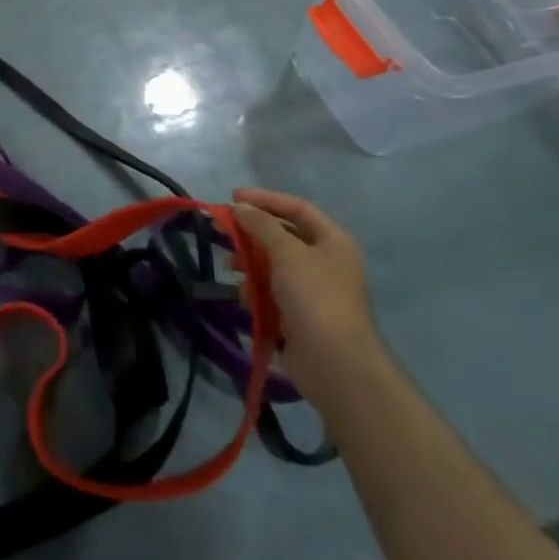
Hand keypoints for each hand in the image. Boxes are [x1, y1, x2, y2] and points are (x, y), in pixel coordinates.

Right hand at [231, 187, 380, 406]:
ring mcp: (313, 290)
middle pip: (283, 236)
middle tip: (224, 232)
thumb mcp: (286, 252)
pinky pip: (272, 292)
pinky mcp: (299, 315)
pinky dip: (257, 291)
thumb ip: (261, 225)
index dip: (266, 199)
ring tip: (231, 269)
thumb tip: (240, 207)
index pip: (297, 208)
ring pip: (274, 266)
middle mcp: (326, 261)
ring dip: (251, 265)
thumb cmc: (314, 297)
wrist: (334, 362)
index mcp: (333, 241)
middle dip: (253, 234)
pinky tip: (246, 299)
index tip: (233, 197)